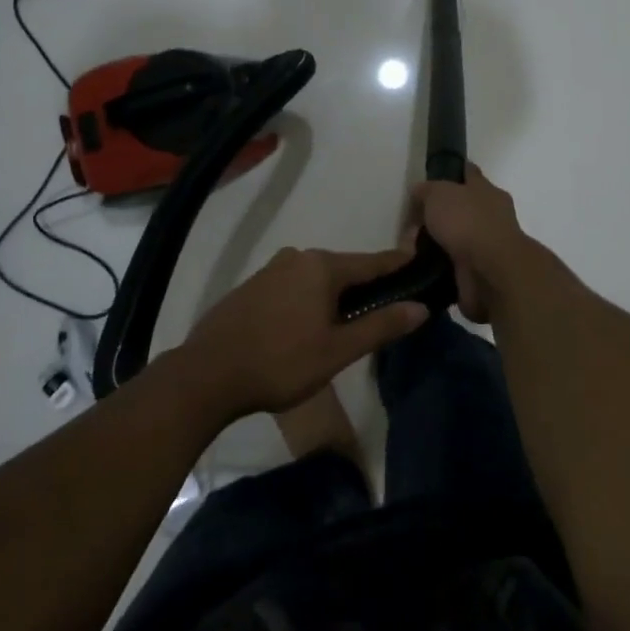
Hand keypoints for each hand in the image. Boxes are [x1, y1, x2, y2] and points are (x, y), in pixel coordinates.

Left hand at [179, 247, 425, 419]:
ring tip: (348, 323)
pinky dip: (309, 299)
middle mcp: (298, 257)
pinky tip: (307, 325)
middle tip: (386, 309)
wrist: (208, 374)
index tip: (421, 266)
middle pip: (344, 269)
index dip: (399, 265)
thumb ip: (381, 326)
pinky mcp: (252, 286)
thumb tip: (420, 307)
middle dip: (366, 286)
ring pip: (317, 278)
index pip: (373, 261)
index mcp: (323, 266)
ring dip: (335, 295)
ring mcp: (271, 269)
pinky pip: (294, 286)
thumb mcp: (338, 350)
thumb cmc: (281, 363)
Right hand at [407, 165, 532, 320]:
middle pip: (461, 208)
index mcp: (486, 190)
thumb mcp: (439, 194)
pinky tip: (421, 266)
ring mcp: (488, 244)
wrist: (490, 272)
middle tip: (412, 223)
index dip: (451, 172)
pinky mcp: (481, 271)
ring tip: (410, 249)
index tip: (432, 178)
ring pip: (456, 238)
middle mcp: (491, 214)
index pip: (468, 173)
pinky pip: (453, 264)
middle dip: (438, 214)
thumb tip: (420, 192)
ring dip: (437, 243)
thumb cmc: (467, 222)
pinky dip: (439, 265)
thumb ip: (427, 190)